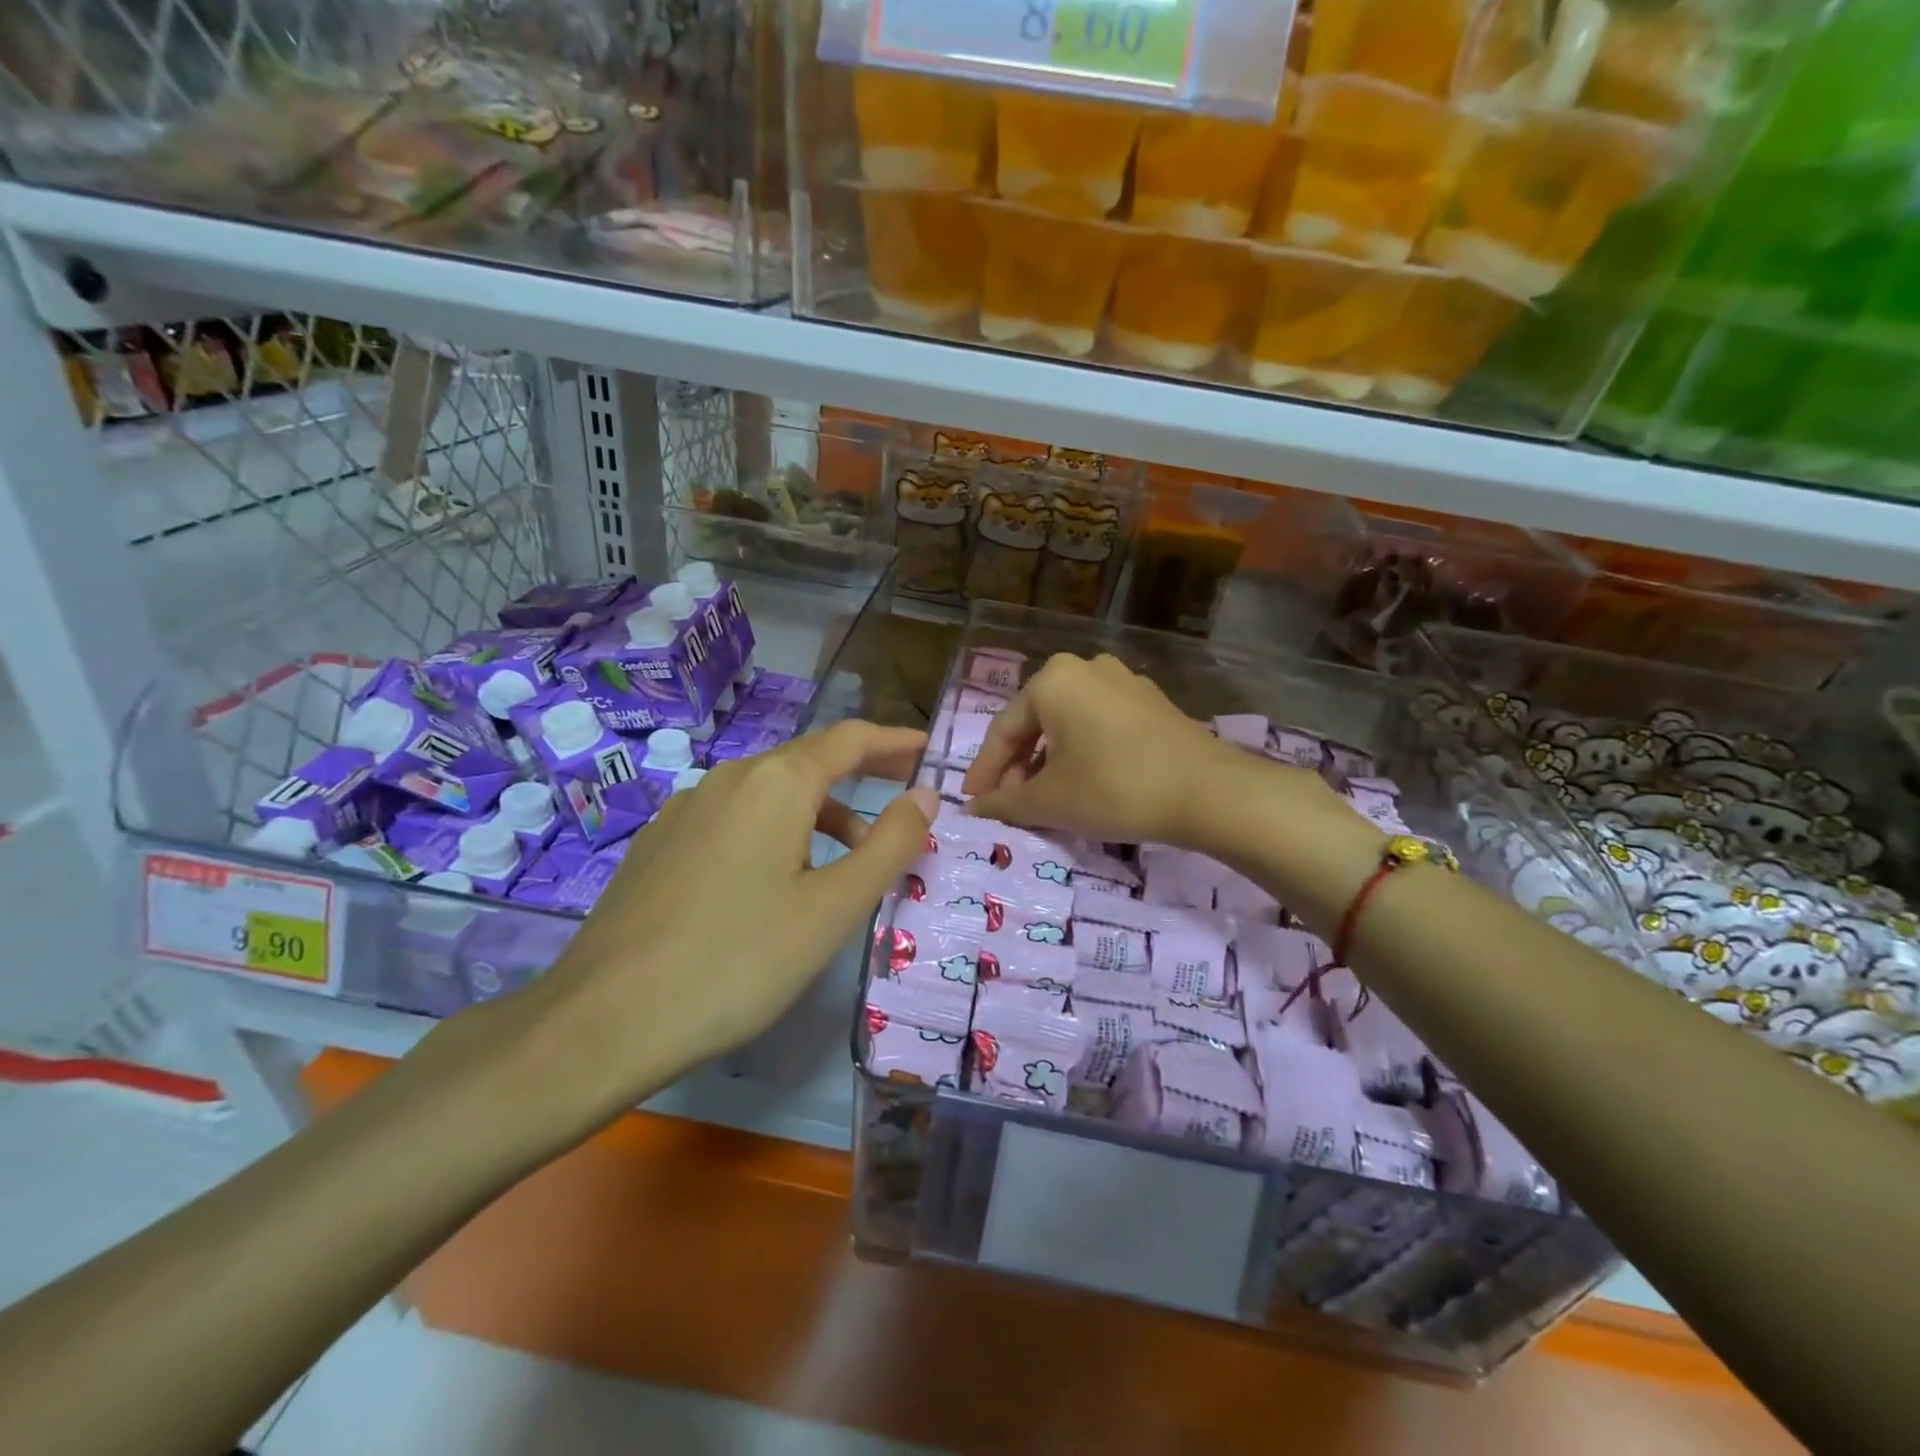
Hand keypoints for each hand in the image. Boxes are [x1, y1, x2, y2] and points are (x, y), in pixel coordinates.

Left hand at [524, 720, 938, 1126]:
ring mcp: (686, 807)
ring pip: (771, 791)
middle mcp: (729, 777)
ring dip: (821, 810)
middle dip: (863, 771)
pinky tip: (776, 877)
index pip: (851, 739)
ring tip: (850, 857)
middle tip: (905, 792)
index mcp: (777, 782)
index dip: (895, 742)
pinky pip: (735, 816)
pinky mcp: (660, 841)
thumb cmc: (739, 961)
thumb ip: (889, 845)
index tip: (929, 751)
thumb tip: (925, 796)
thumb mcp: (834, 908)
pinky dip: (777, 828)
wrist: (604, 1019)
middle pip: (810, 759)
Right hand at [961, 653, 1243, 845]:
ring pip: (1069, 724)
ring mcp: (1124, 681)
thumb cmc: (1114, 788)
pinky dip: (1083, 753)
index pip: (1004, 730)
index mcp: (1052, 680)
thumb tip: (974, 809)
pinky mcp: (1152, 702)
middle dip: (1019, 767)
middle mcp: (1085, 668)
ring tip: (1046, 798)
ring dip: (1050, 761)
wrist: (1208, 792)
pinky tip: (1085, 783)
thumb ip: (1004, 804)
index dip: (985, 771)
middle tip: (1010, 804)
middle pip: (1037, 723)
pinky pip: (1101, 725)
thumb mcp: (1050, 801)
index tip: (973, 802)